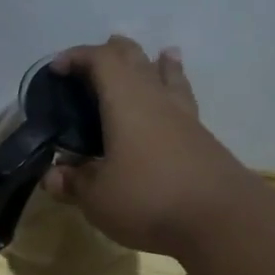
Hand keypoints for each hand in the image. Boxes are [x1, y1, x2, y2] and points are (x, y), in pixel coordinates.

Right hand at [41, 37, 243, 257]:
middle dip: (111, 53)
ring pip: (166, 75)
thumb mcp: (96, 197)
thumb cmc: (148, 199)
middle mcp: (155, 99)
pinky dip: (173, 89)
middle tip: (90, 65)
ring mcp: (184, 117)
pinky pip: (182, 100)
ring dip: (153, 63)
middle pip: (135, 59)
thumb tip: (52, 175)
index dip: (76, 57)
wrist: (222, 221)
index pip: (100, 60)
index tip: (56, 69)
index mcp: (125, 102)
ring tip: (153, 56)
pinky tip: (174, 98)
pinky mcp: (201, 139)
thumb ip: (73, 182)